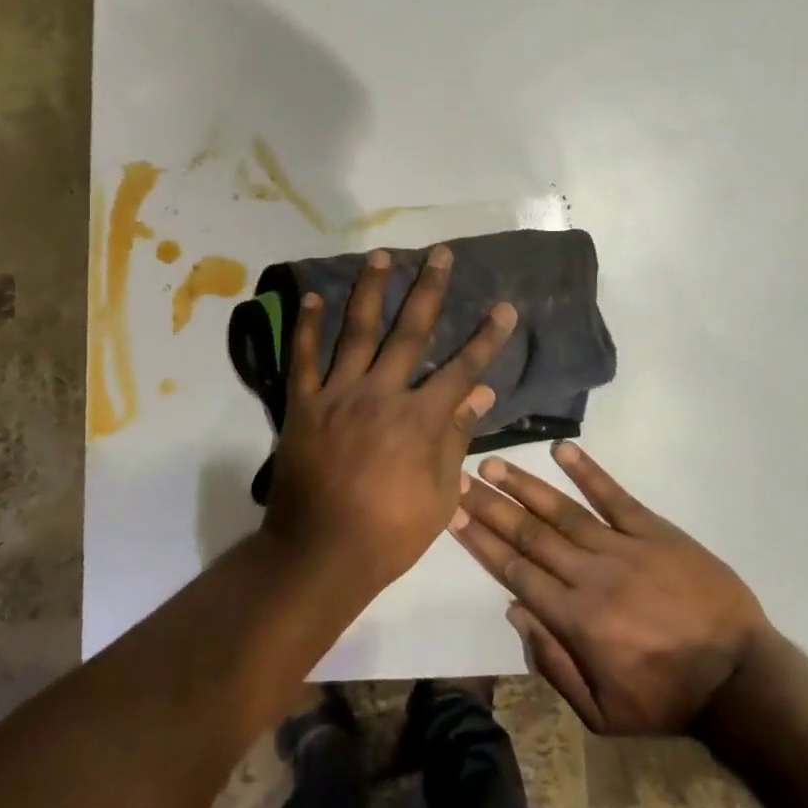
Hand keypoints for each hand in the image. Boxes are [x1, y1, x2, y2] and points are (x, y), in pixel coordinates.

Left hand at [264, 245, 516, 596]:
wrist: (319, 554)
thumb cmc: (388, 533)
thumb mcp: (438, 495)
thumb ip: (456, 437)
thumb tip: (481, 391)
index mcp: (419, 420)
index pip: (462, 369)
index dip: (487, 337)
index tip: (505, 307)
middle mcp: (380, 394)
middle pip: (410, 333)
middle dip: (429, 290)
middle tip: (440, 254)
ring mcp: (338, 395)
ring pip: (356, 332)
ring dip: (370, 290)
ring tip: (381, 256)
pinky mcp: (303, 405)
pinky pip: (303, 359)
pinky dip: (306, 327)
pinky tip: (312, 297)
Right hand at [451, 443, 771, 734]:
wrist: (741, 680)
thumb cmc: (666, 699)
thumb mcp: (603, 714)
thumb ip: (554, 665)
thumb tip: (515, 611)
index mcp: (575, 619)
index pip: (515, 572)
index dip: (482, 541)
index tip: (454, 514)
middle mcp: (589, 575)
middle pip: (530, 534)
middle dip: (491, 506)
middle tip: (460, 478)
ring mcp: (623, 548)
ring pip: (563, 511)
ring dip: (526, 486)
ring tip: (494, 463)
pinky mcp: (655, 532)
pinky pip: (616, 497)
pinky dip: (589, 472)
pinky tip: (562, 449)